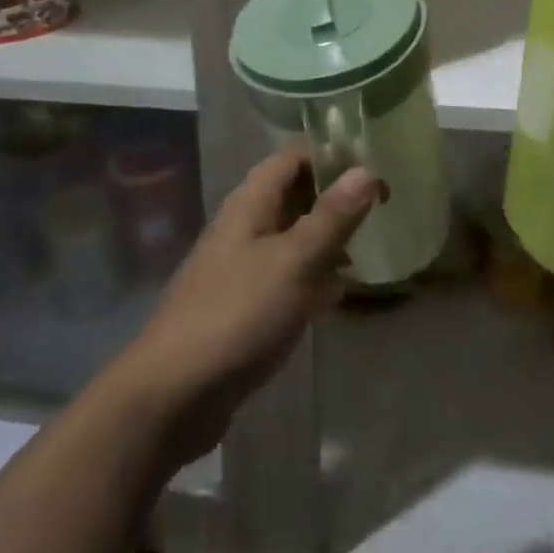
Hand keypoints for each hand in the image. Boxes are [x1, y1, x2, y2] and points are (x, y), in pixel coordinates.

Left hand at [113, 152, 381, 468]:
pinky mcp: (242, 305)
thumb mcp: (294, 261)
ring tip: (368, 252)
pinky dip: (311, 278)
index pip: (292, 159)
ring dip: (326, 241)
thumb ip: (331, 217)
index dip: (331, 159)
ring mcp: (240, 268)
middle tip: (379, 214)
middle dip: (333, 201)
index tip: (372, 176)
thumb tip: (366, 170)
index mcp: (250, 204)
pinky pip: (284, 277)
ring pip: (291, 239)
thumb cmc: (238, 314)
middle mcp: (243, 227)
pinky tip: (338, 295)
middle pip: (293, 197)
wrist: (174, 393)